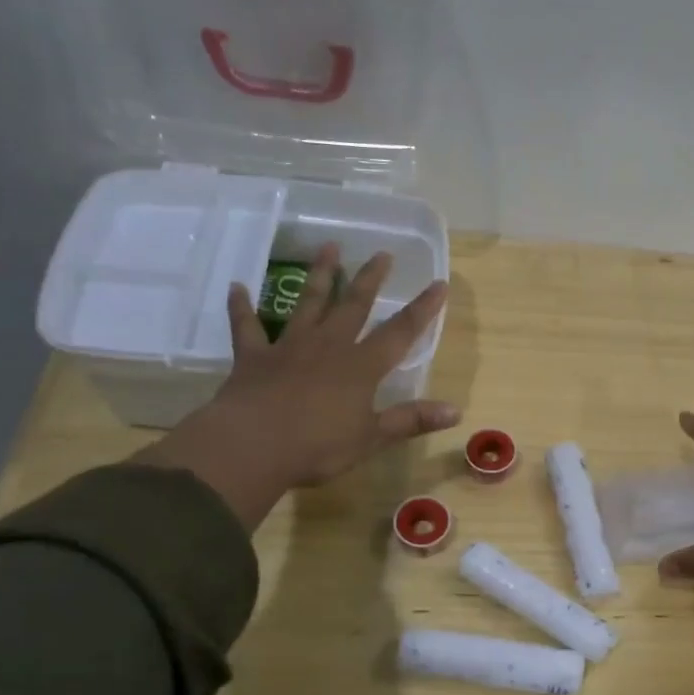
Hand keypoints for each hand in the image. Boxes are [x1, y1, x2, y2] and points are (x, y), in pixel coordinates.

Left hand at [137, 244, 458, 528]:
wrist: (251, 447)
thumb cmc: (317, 446)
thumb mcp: (371, 438)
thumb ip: (411, 420)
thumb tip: (456, 412)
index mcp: (361, 367)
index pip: (400, 332)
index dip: (422, 309)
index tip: (439, 284)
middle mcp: (328, 347)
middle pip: (354, 305)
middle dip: (370, 279)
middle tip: (382, 253)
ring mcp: (289, 348)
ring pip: (308, 304)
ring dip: (319, 276)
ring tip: (328, 248)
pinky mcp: (253, 357)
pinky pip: (247, 327)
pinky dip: (242, 307)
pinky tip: (237, 287)